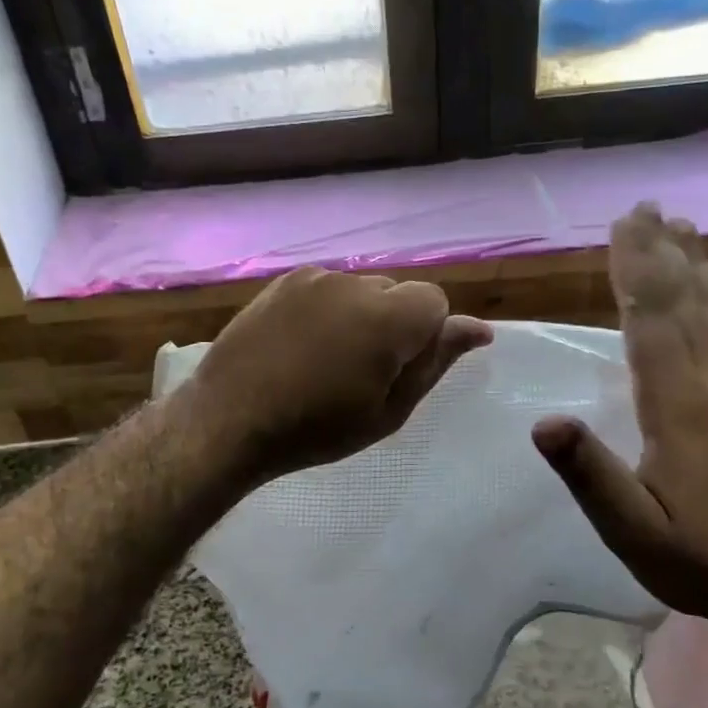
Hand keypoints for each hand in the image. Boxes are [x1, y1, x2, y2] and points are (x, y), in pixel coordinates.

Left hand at [185, 266, 491, 484]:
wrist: (229, 420)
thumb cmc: (317, 428)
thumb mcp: (389, 410)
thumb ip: (435, 362)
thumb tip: (479, 329)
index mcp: (388, 317)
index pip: (435, 301)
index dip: (424, 337)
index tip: (397, 372)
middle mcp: (354, 283)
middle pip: (397, 293)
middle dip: (394, 325)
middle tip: (362, 373)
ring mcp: (314, 278)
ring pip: (361, 290)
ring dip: (360, 317)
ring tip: (326, 361)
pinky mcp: (284, 282)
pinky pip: (326, 289)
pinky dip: (328, 311)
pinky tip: (302, 345)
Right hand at [531, 204, 707, 620]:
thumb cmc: (701, 559)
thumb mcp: (633, 533)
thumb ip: (590, 476)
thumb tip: (543, 423)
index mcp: (683, 408)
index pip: (653, 322)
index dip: (636, 271)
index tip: (623, 227)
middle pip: (688, 302)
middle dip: (662, 252)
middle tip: (645, 208)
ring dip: (698, 264)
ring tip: (681, 228)